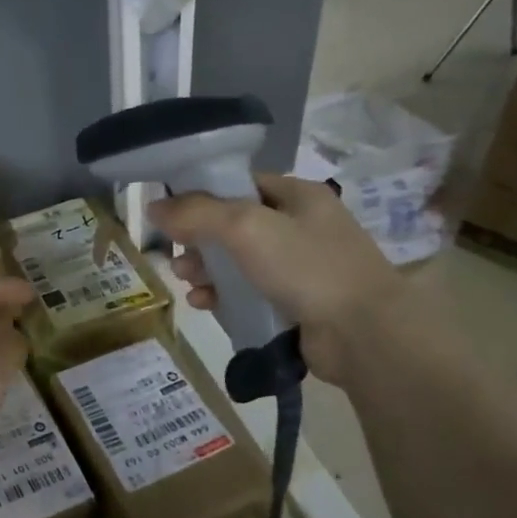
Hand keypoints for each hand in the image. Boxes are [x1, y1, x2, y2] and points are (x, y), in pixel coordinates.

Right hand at [147, 174, 410, 384]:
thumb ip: (196, 213)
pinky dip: (223, 295)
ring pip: (238, 262)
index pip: (239, 184)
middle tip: (176, 254)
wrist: (363, 334)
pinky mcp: (296, 304)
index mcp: (298, 195)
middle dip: (199, 240)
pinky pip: (249, 293)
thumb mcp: (245, 228)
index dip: (202, 195)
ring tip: (185, 280)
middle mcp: (301, 226)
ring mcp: (301, 267)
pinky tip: (203, 303)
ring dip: (206, 269)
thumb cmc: (306, 266)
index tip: (170, 213)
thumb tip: (153, 207)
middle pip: (234, 225)